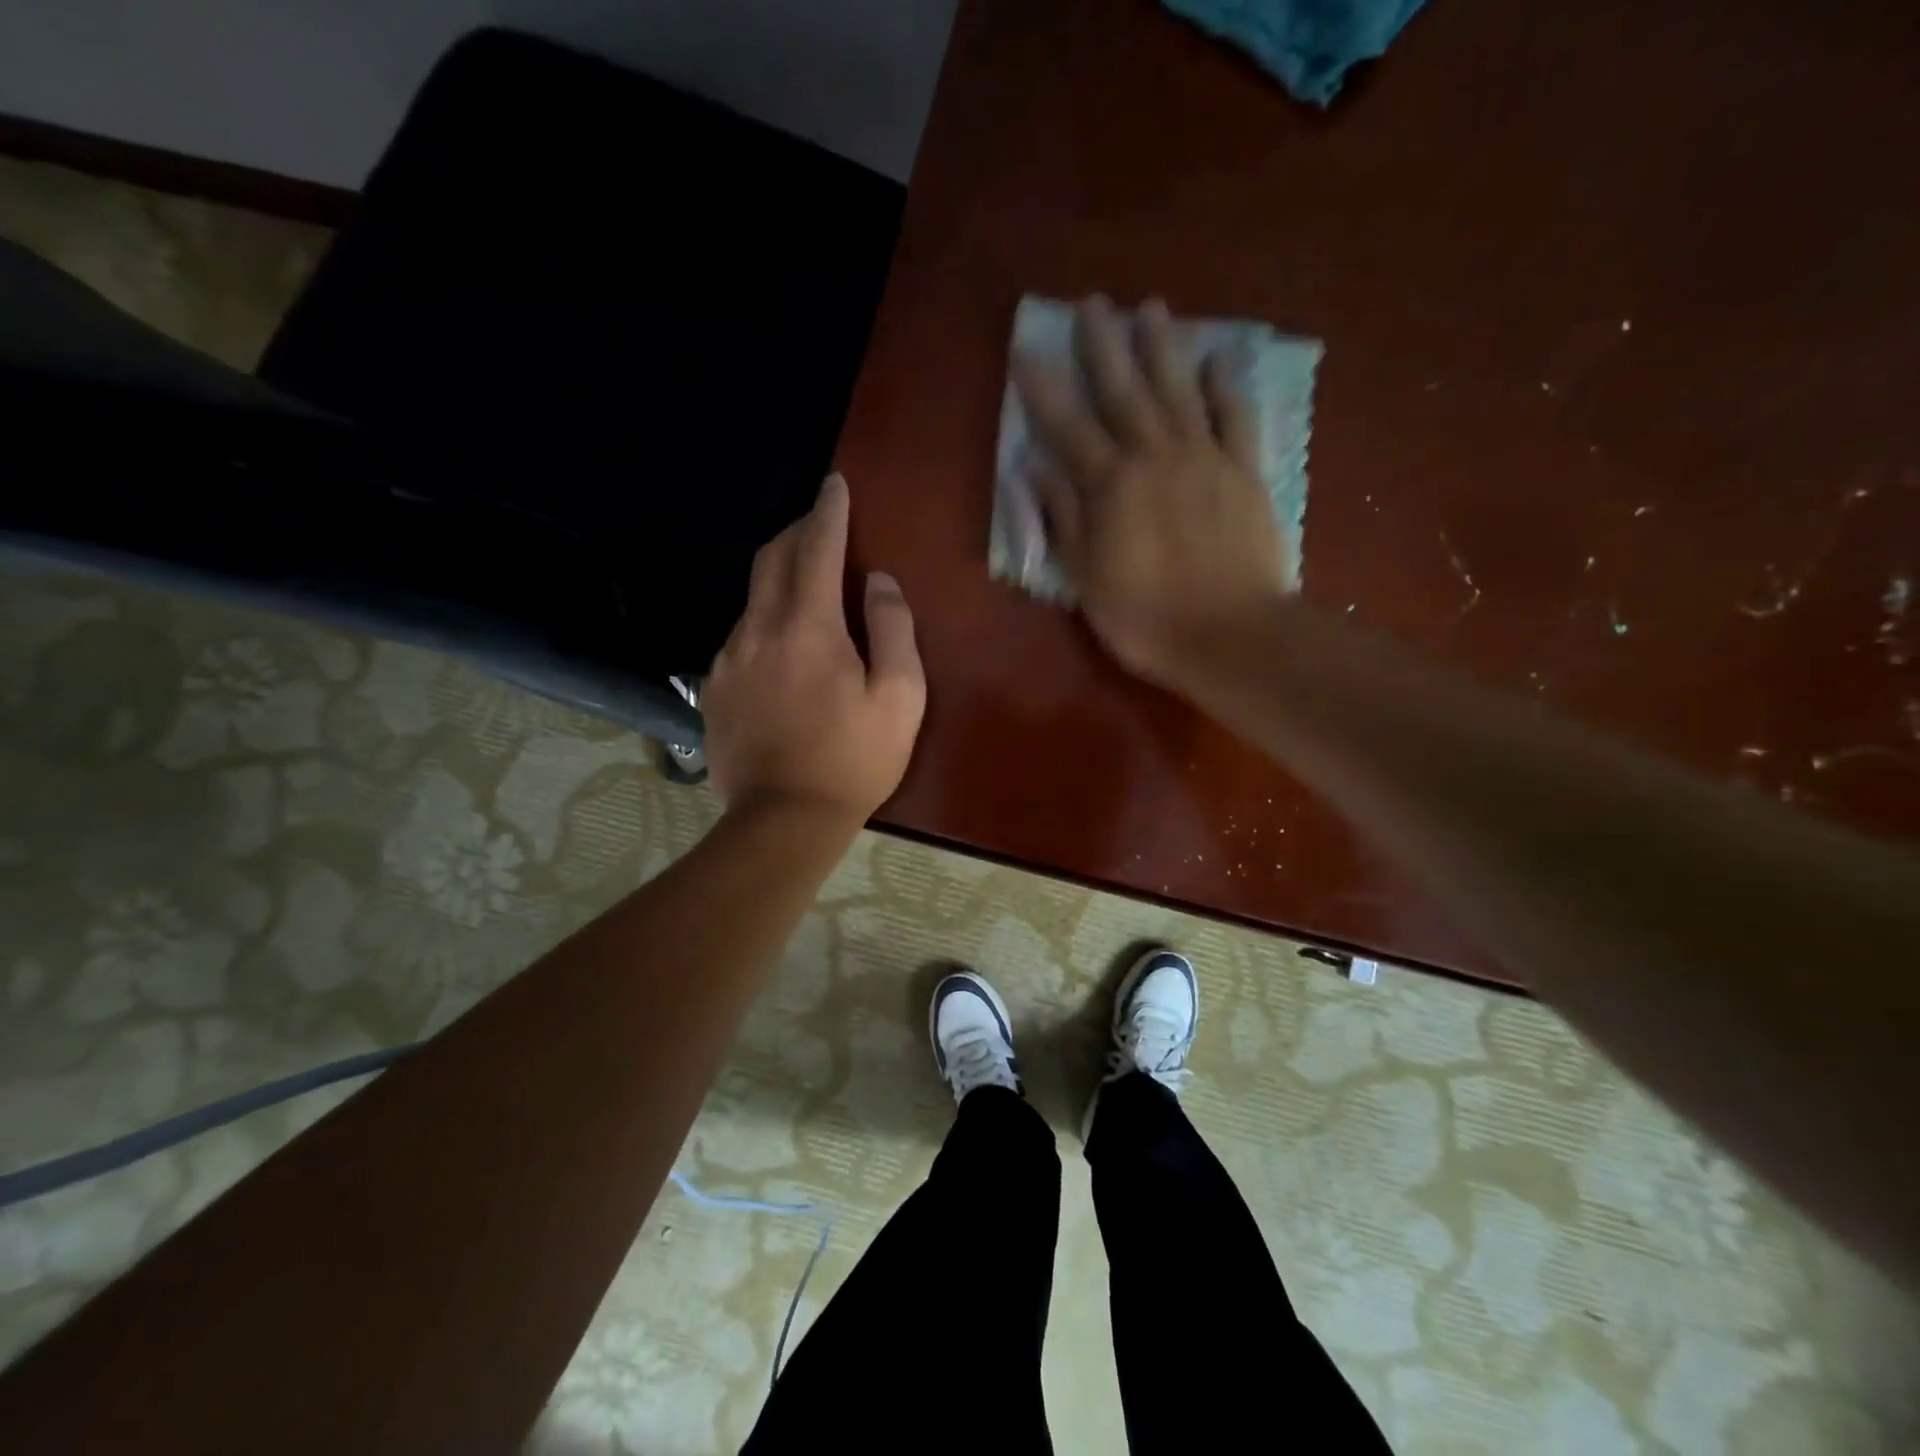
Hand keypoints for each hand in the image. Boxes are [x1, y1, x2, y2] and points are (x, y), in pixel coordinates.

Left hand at [702, 473, 925, 823]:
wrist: (783, 819)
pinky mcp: (714, 688)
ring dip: (779, 576)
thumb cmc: (853, 760)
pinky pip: (740, 635)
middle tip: (819, 522)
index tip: (834, 485)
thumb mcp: (900, 697)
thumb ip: (893, 630)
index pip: (817, 548)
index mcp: (809, 627)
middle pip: (773, 558)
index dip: (828, 511)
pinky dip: (764, 620)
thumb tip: (880, 583)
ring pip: (752, 597)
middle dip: (797, 531)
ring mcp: (728, 659)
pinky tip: (780, 643)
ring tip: (805, 583)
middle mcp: (759, 630)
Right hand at [1013, 295, 1287, 686]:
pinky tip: (1218, 359)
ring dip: (1161, 348)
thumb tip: (1034, 467)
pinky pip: (1234, 417)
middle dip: (1103, 346)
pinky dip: (1225, 386)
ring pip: (1178, 391)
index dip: (1044, 389)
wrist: (1232, 635)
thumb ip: (1063, 517)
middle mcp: (1155, 457)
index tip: (1027, 350)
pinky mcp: (1244, 472)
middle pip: (1124, 391)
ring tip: (1150, 307)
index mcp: (1110, 486)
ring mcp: (1205, 459)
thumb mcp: (1086, 579)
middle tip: (1091, 304)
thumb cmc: (1146, 618)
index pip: (1068, 427)